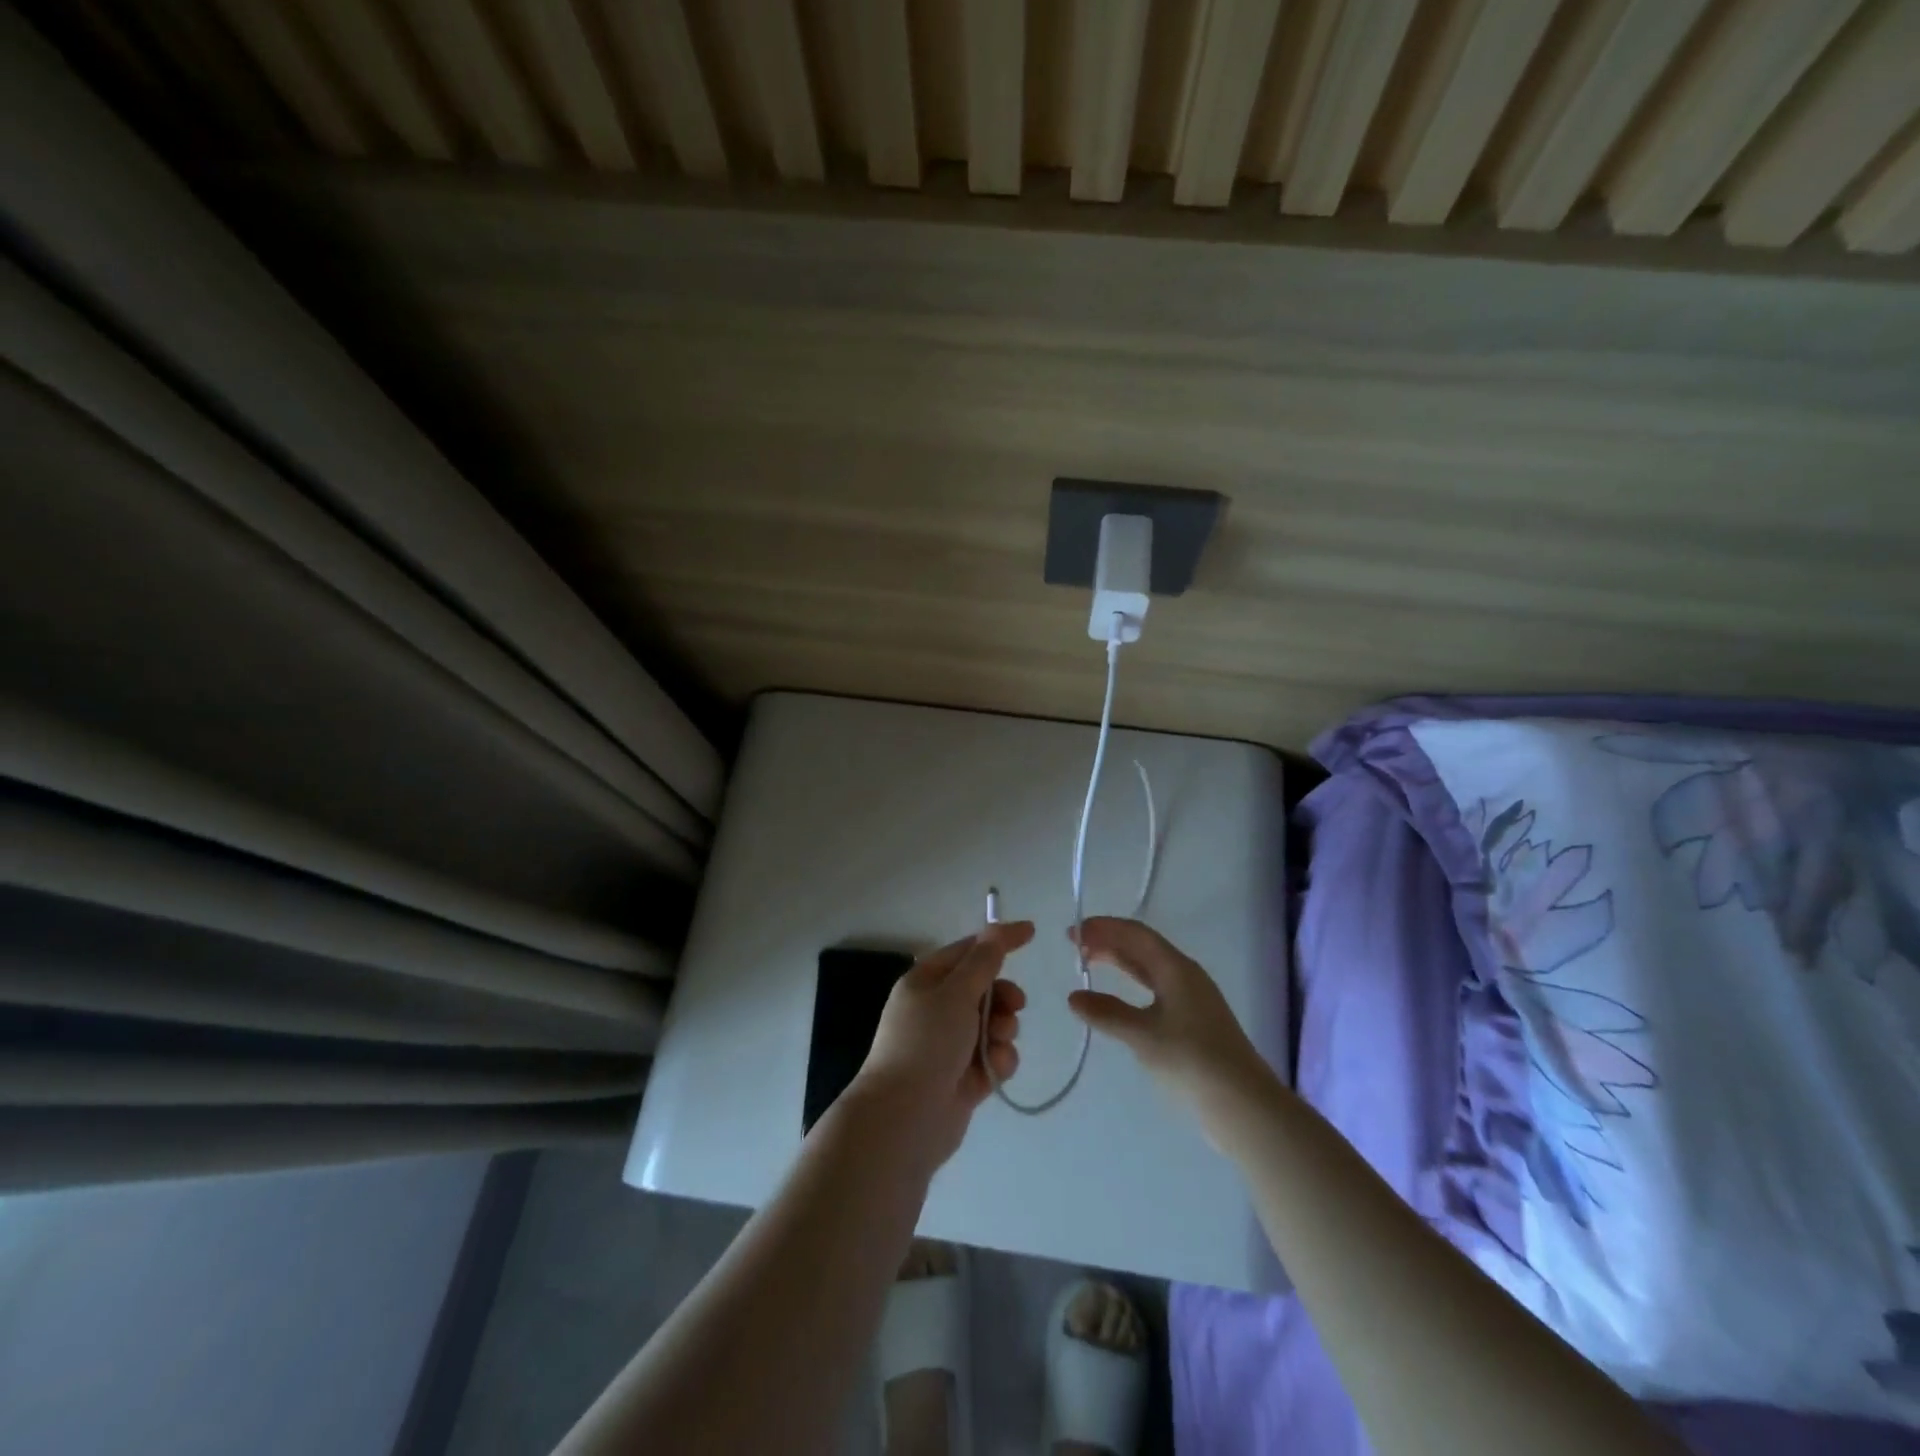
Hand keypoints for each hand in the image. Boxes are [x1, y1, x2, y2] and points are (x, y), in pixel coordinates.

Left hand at [852, 920, 1032, 1168]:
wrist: (904, 1118)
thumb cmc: (926, 1043)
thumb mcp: (956, 993)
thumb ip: (983, 962)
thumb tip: (996, 929)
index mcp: (926, 982)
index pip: (967, 951)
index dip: (998, 941)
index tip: (1031, 933)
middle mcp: (936, 1009)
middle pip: (984, 989)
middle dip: (1003, 996)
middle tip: (1016, 1005)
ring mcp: (950, 1045)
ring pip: (993, 1024)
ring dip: (1003, 1030)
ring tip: (998, 1043)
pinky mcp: (963, 1077)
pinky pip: (992, 1057)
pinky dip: (998, 1059)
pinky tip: (995, 1069)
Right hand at [1067, 917, 1274, 1126]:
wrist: (1244, 1104)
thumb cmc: (1191, 1060)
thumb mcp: (1143, 1035)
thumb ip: (1107, 1013)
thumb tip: (1074, 997)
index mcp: (1176, 968)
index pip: (1135, 934)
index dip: (1103, 928)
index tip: (1073, 933)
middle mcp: (1186, 975)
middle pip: (1142, 947)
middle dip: (1108, 942)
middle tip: (1075, 947)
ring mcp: (1192, 999)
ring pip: (1149, 968)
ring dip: (1119, 962)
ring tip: (1090, 964)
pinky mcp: (1194, 1022)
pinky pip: (1155, 988)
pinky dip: (1131, 985)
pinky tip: (1119, 999)